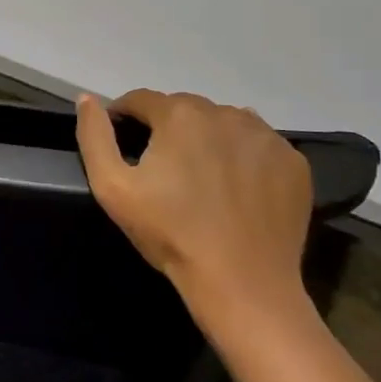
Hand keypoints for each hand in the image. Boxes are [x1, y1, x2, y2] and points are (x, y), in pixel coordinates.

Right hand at [76, 89, 313, 330]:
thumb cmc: (170, 233)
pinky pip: (259, 145)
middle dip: (168, 128)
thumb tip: (87, 98)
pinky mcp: (293, 161)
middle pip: (184, 109)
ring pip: (224, 123)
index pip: (141, 100)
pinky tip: (236, 188)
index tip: (121, 142)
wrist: (242, 283)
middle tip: (162, 168)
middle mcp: (225, 113)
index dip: (124, 117)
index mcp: (179, 115)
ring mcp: (265, 136)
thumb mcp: (112, 187)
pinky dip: (243, 157)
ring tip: (201, 177)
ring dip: (207, 138)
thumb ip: (94, 136)